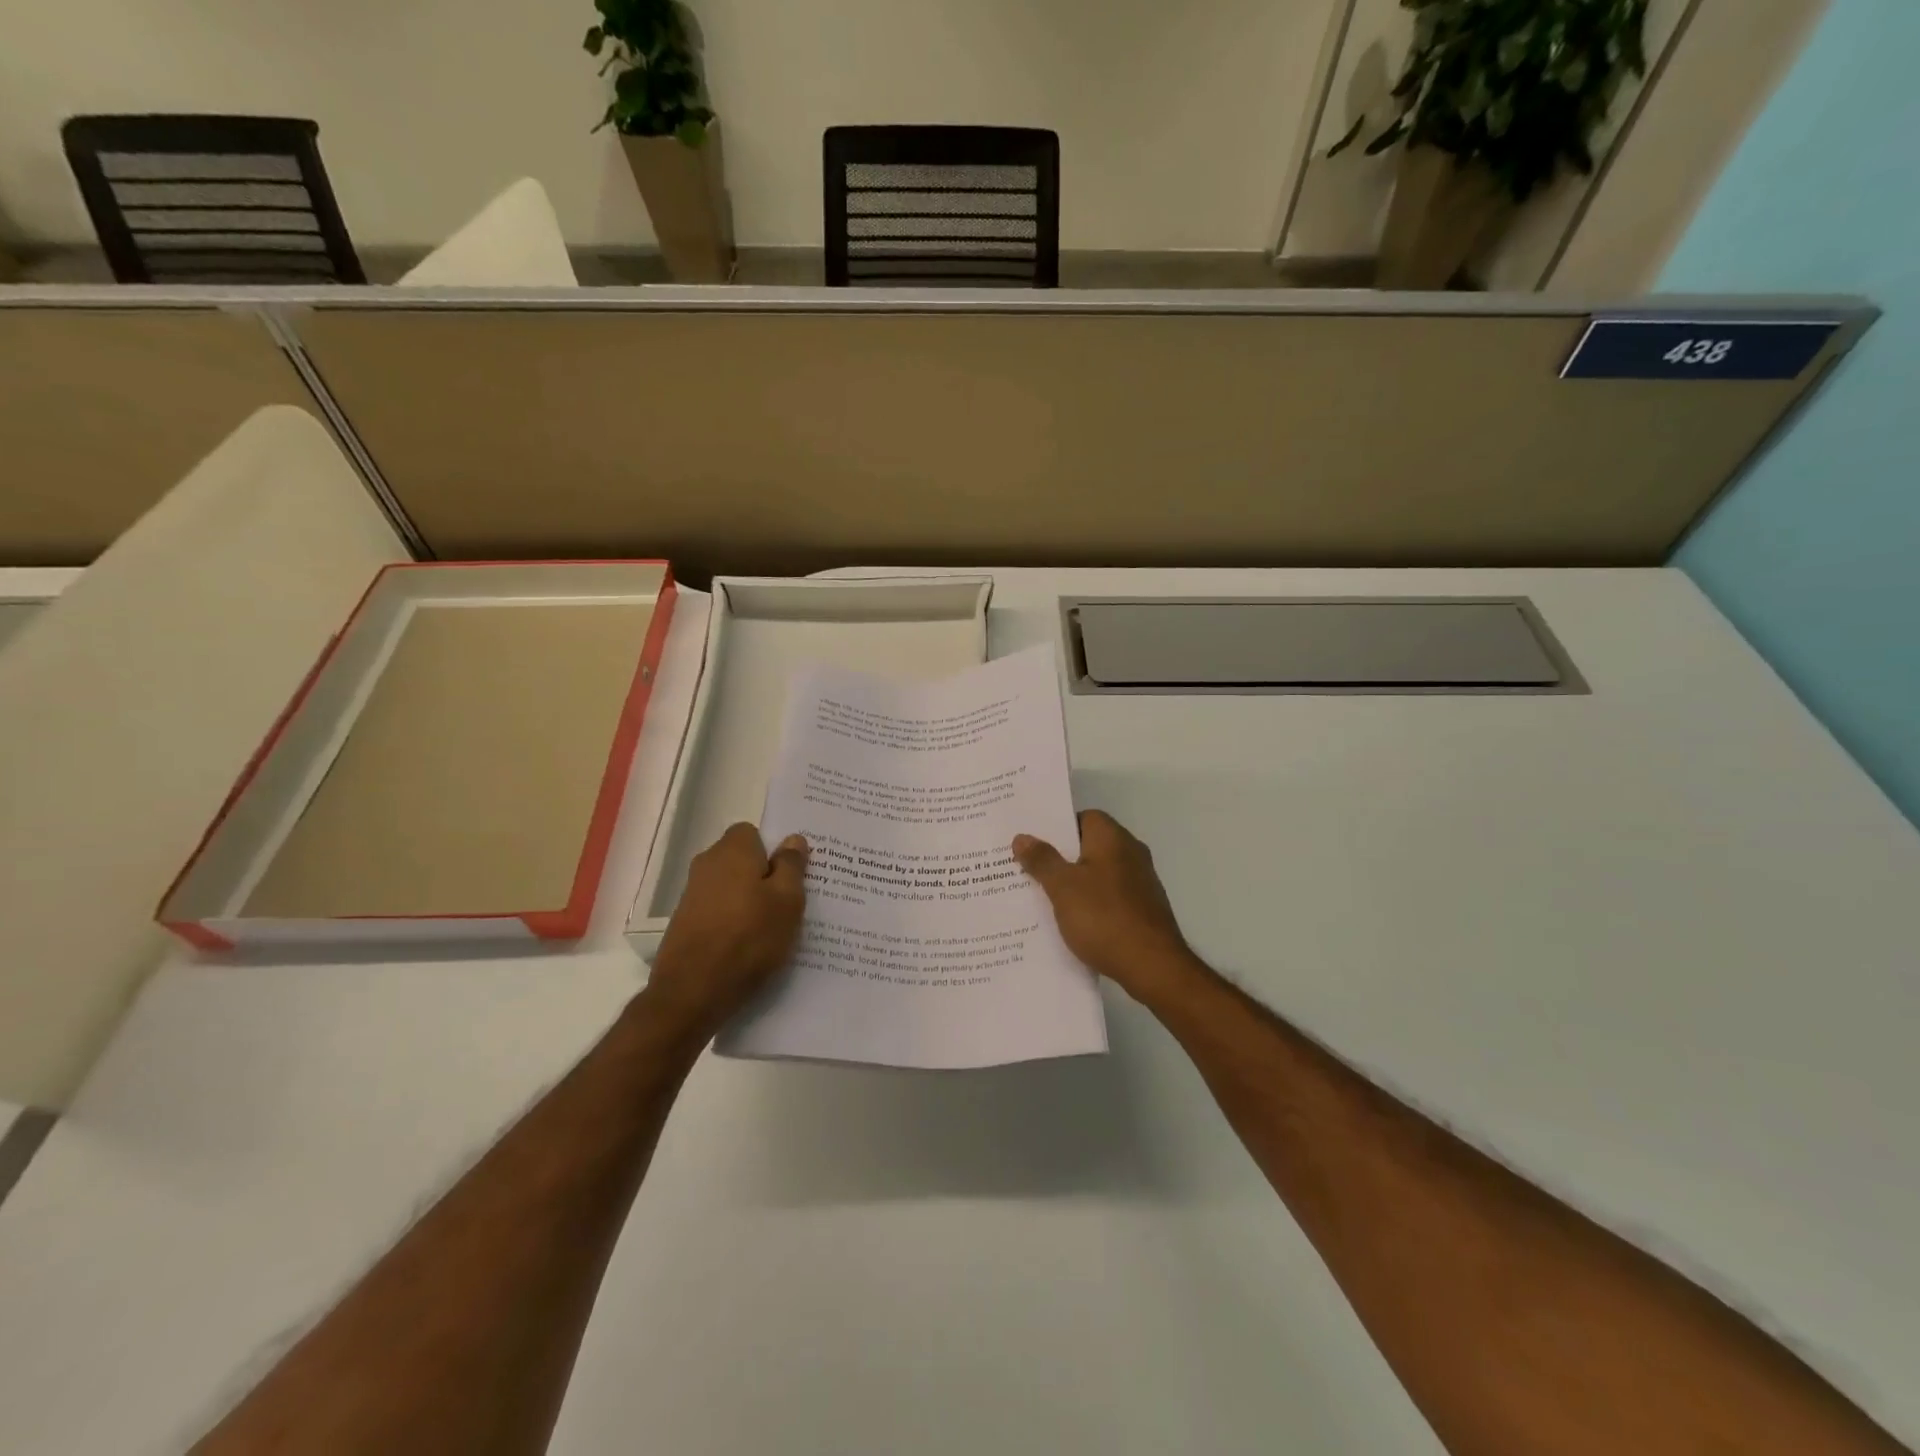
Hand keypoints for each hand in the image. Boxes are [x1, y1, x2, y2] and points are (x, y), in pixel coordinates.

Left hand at [647, 824, 807, 1040]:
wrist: (692, 992)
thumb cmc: (749, 938)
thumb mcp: (787, 900)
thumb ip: (792, 865)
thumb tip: (793, 839)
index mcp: (732, 850)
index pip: (754, 832)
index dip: (775, 850)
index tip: (793, 874)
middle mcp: (707, 864)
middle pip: (743, 860)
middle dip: (765, 876)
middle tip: (792, 902)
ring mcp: (692, 895)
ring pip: (732, 888)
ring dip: (751, 902)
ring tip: (775, 929)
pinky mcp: (686, 924)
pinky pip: (720, 911)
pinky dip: (735, 922)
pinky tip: (750, 946)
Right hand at [1012, 810, 1207, 1005]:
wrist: (1153, 966)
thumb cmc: (1104, 917)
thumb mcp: (1062, 887)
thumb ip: (1042, 860)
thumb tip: (1023, 837)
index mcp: (1112, 838)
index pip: (1083, 817)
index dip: (1057, 828)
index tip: (1032, 843)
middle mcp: (1131, 853)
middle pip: (1089, 845)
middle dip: (1060, 857)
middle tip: (1028, 869)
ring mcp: (1140, 882)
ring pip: (1098, 873)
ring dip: (1074, 883)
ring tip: (1042, 897)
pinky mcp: (1143, 909)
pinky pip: (1109, 896)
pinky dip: (1090, 903)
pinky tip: (1071, 921)